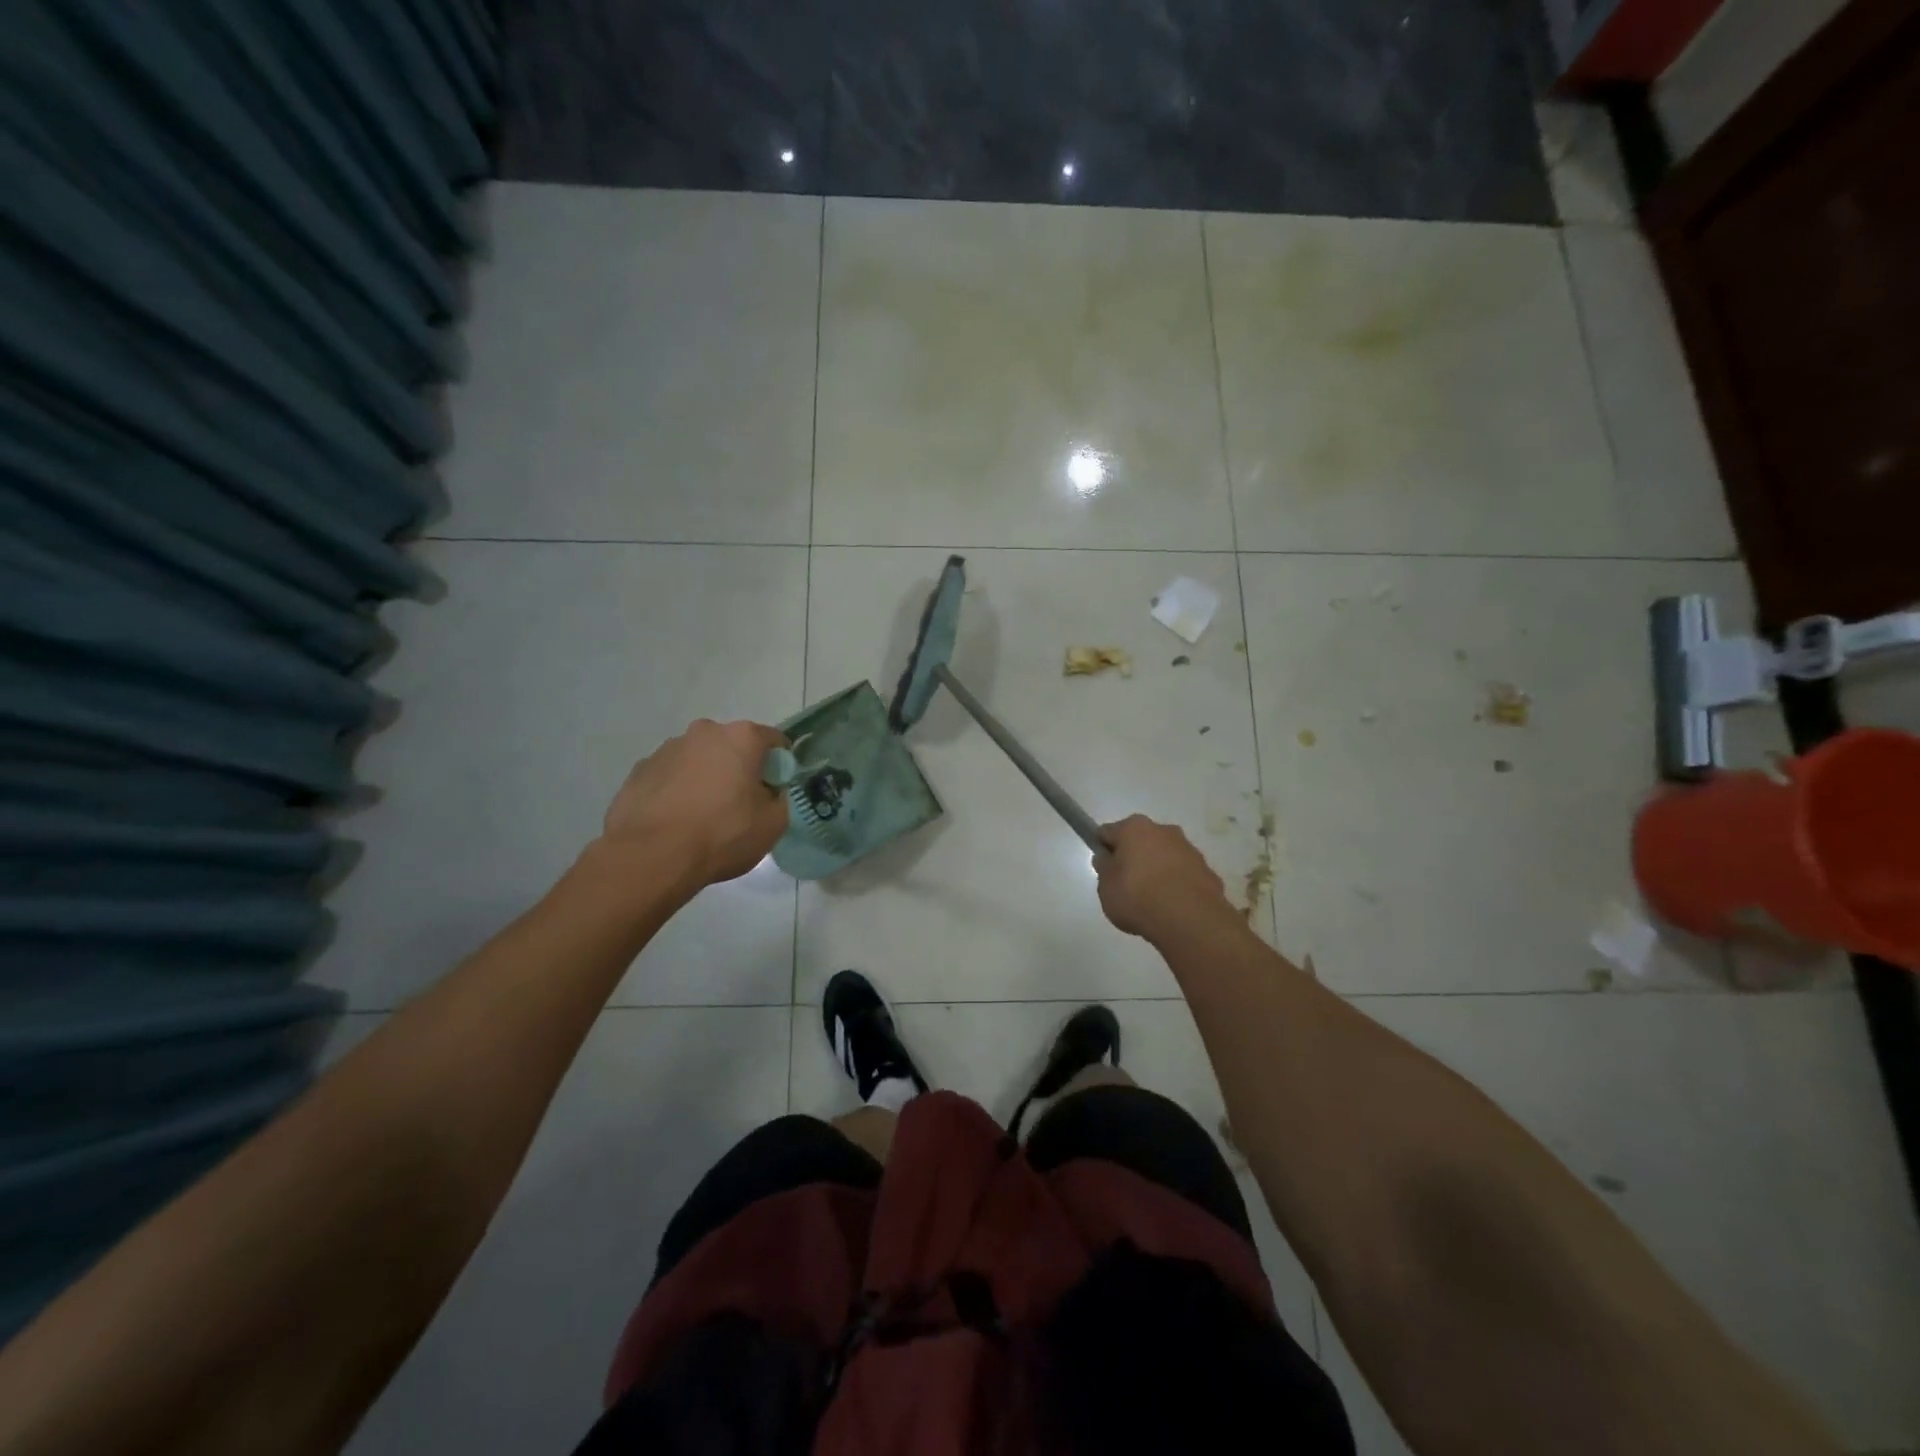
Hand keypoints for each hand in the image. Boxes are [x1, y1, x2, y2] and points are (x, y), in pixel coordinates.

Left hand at [602, 720, 788, 887]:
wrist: (652, 857)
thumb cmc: (722, 835)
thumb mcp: (773, 824)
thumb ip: (779, 798)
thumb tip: (769, 792)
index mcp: (741, 737)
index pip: (773, 741)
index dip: (779, 765)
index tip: (774, 790)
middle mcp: (703, 732)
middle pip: (732, 746)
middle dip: (738, 768)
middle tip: (739, 804)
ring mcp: (666, 749)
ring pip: (698, 759)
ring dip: (705, 778)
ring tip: (701, 816)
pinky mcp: (638, 770)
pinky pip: (669, 776)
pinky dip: (676, 791)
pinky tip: (675, 820)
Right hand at [1094, 815, 1235, 942]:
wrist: (1190, 920)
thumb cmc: (1138, 897)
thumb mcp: (1106, 888)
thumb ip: (1104, 870)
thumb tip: (1107, 859)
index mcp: (1134, 828)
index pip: (1108, 832)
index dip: (1103, 849)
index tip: (1103, 868)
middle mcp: (1163, 830)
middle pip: (1140, 841)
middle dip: (1133, 857)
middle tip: (1126, 884)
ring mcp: (1189, 849)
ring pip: (1164, 856)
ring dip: (1157, 870)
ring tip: (1152, 900)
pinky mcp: (1207, 870)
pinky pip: (1183, 874)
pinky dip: (1176, 884)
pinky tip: (1172, 906)